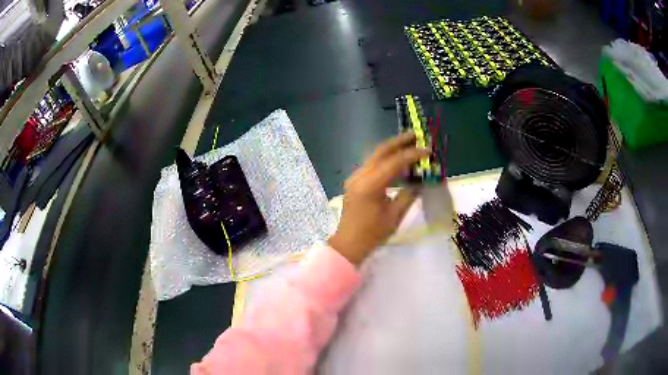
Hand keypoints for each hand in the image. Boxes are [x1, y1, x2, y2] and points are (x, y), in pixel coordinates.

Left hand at [328, 132, 430, 265]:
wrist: (348, 244)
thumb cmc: (373, 234)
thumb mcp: (395, 215)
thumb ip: (409, 194)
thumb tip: (421, 180)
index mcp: (370, 185)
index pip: (394, 162)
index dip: (412, 155)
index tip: (428, 150)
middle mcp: (360, 176)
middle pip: (381, 151)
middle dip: (399, 141)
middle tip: (416, 134)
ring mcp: (355, 177)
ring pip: (375, 156)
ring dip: (392, 149)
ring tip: (410, 144)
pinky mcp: (355, 181)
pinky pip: (372, 165)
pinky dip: (386, 160)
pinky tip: (398, 162)